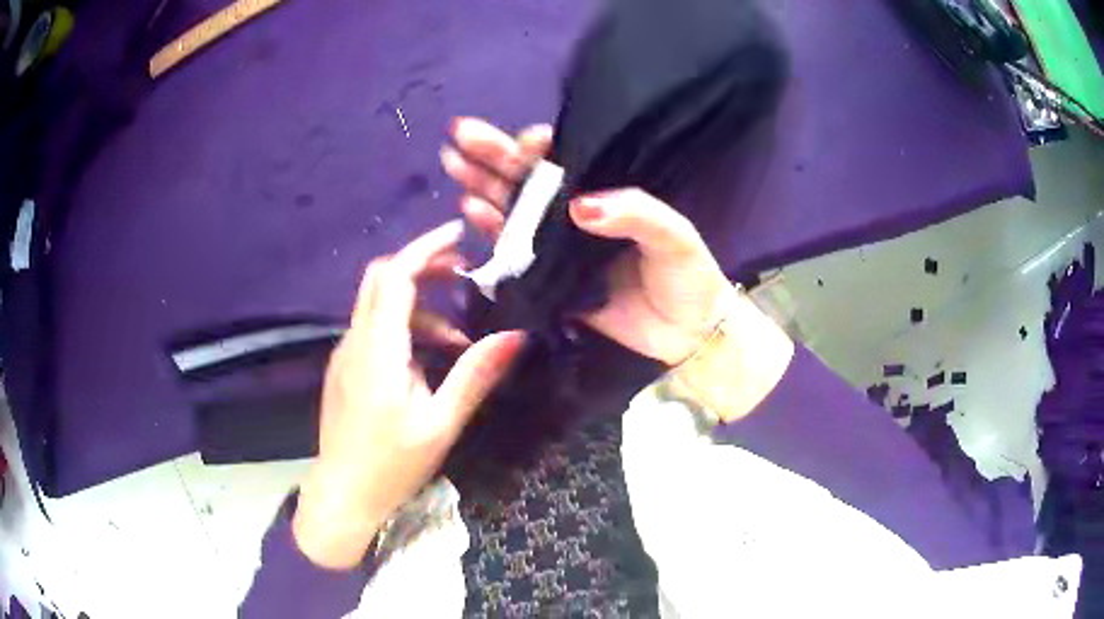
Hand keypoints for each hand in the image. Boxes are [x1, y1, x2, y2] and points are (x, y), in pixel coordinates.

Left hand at [293, 221, 524, 569]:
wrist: (343, 495)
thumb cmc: (392, 465)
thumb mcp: (441, 424)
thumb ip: (474, 376)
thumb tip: (515, 335)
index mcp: (378, 350)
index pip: (396, 276)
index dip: (426, 248)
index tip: (459, 235)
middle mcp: (355, 341)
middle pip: (382, 278)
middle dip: (422, 265)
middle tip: (464, 273)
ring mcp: (345, 353)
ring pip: (378, 304)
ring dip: (418, 305)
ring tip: (457, 339)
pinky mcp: (344, 367)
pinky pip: (373, 328)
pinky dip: (404, 325)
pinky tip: (427, 359)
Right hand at [442, 118, 729, 364]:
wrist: (686, 333)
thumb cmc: (688, 276)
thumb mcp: (674, 237)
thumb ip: (636, 213)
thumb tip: (579, 207)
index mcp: (608, 192)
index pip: (567, 160)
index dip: (540, 147)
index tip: (526, 140)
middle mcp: (577, 213)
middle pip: (528, 178)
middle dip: (493, 154)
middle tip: (459, 134)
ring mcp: (560, 245)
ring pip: (513, 207)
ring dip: (482, 184)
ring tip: (452, 162)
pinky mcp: (549, 279)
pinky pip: (514, 252)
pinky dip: (491, 229)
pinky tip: (469, 209)